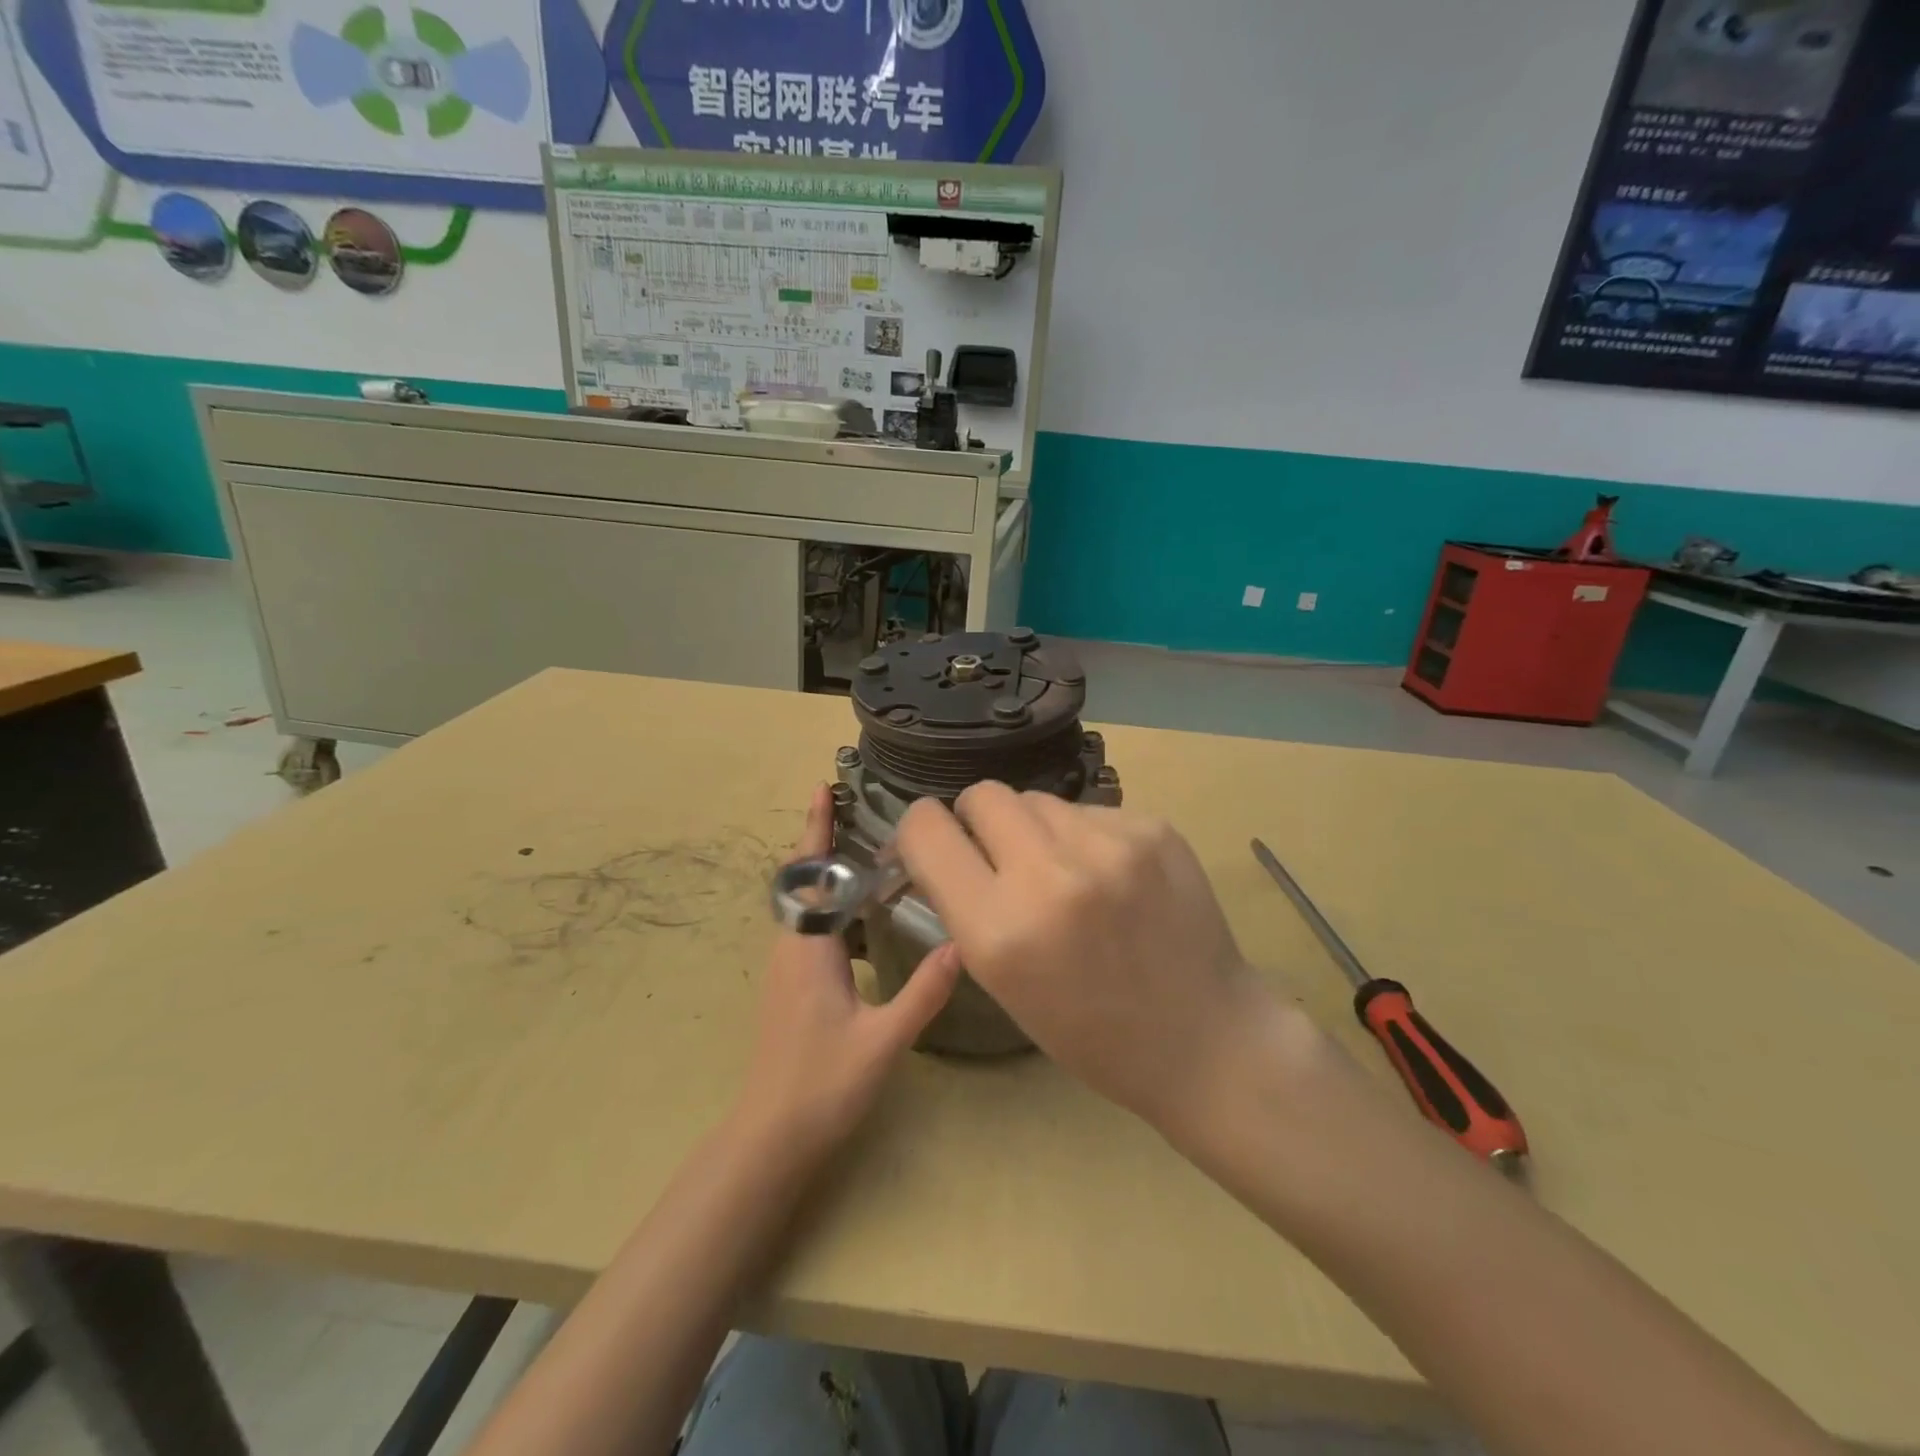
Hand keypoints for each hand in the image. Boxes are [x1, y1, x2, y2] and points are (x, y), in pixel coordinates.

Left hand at [732, 785, 961, 1163]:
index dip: (816, 830)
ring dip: (831, 873)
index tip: (824, 789)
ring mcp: (788, 967)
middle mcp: (792, 949)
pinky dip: (835, 906)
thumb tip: (961, 944)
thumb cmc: (821, 1086)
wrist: (771, 1136)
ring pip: (809, 905)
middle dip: (824, 840)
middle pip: (806, 880)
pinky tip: (865, 917)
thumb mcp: (882, 1041)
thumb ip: (922, 993)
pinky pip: (813, 928)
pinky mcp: (793, 984)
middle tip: (855, 807)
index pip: (812, 875)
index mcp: (808, 950)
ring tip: (868, 852)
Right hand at [894, 783, 1264, 1133]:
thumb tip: (944, 848)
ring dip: (1035, 829)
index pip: (925, 829)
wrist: (1204, 1039)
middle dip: (978, 820)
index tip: (934, 847)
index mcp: (999, 930)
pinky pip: (1089, 810)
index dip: (919, 833)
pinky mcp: (1153, 828)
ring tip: (1066, 873)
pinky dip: (1085, 836)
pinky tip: (1112, 878)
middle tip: (1000, 855)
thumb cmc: (1090, 1032)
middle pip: (982, 794)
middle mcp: (1049, 875)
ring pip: (1038, 799)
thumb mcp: (1003, 982)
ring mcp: (1109, 845)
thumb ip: (966, 906)